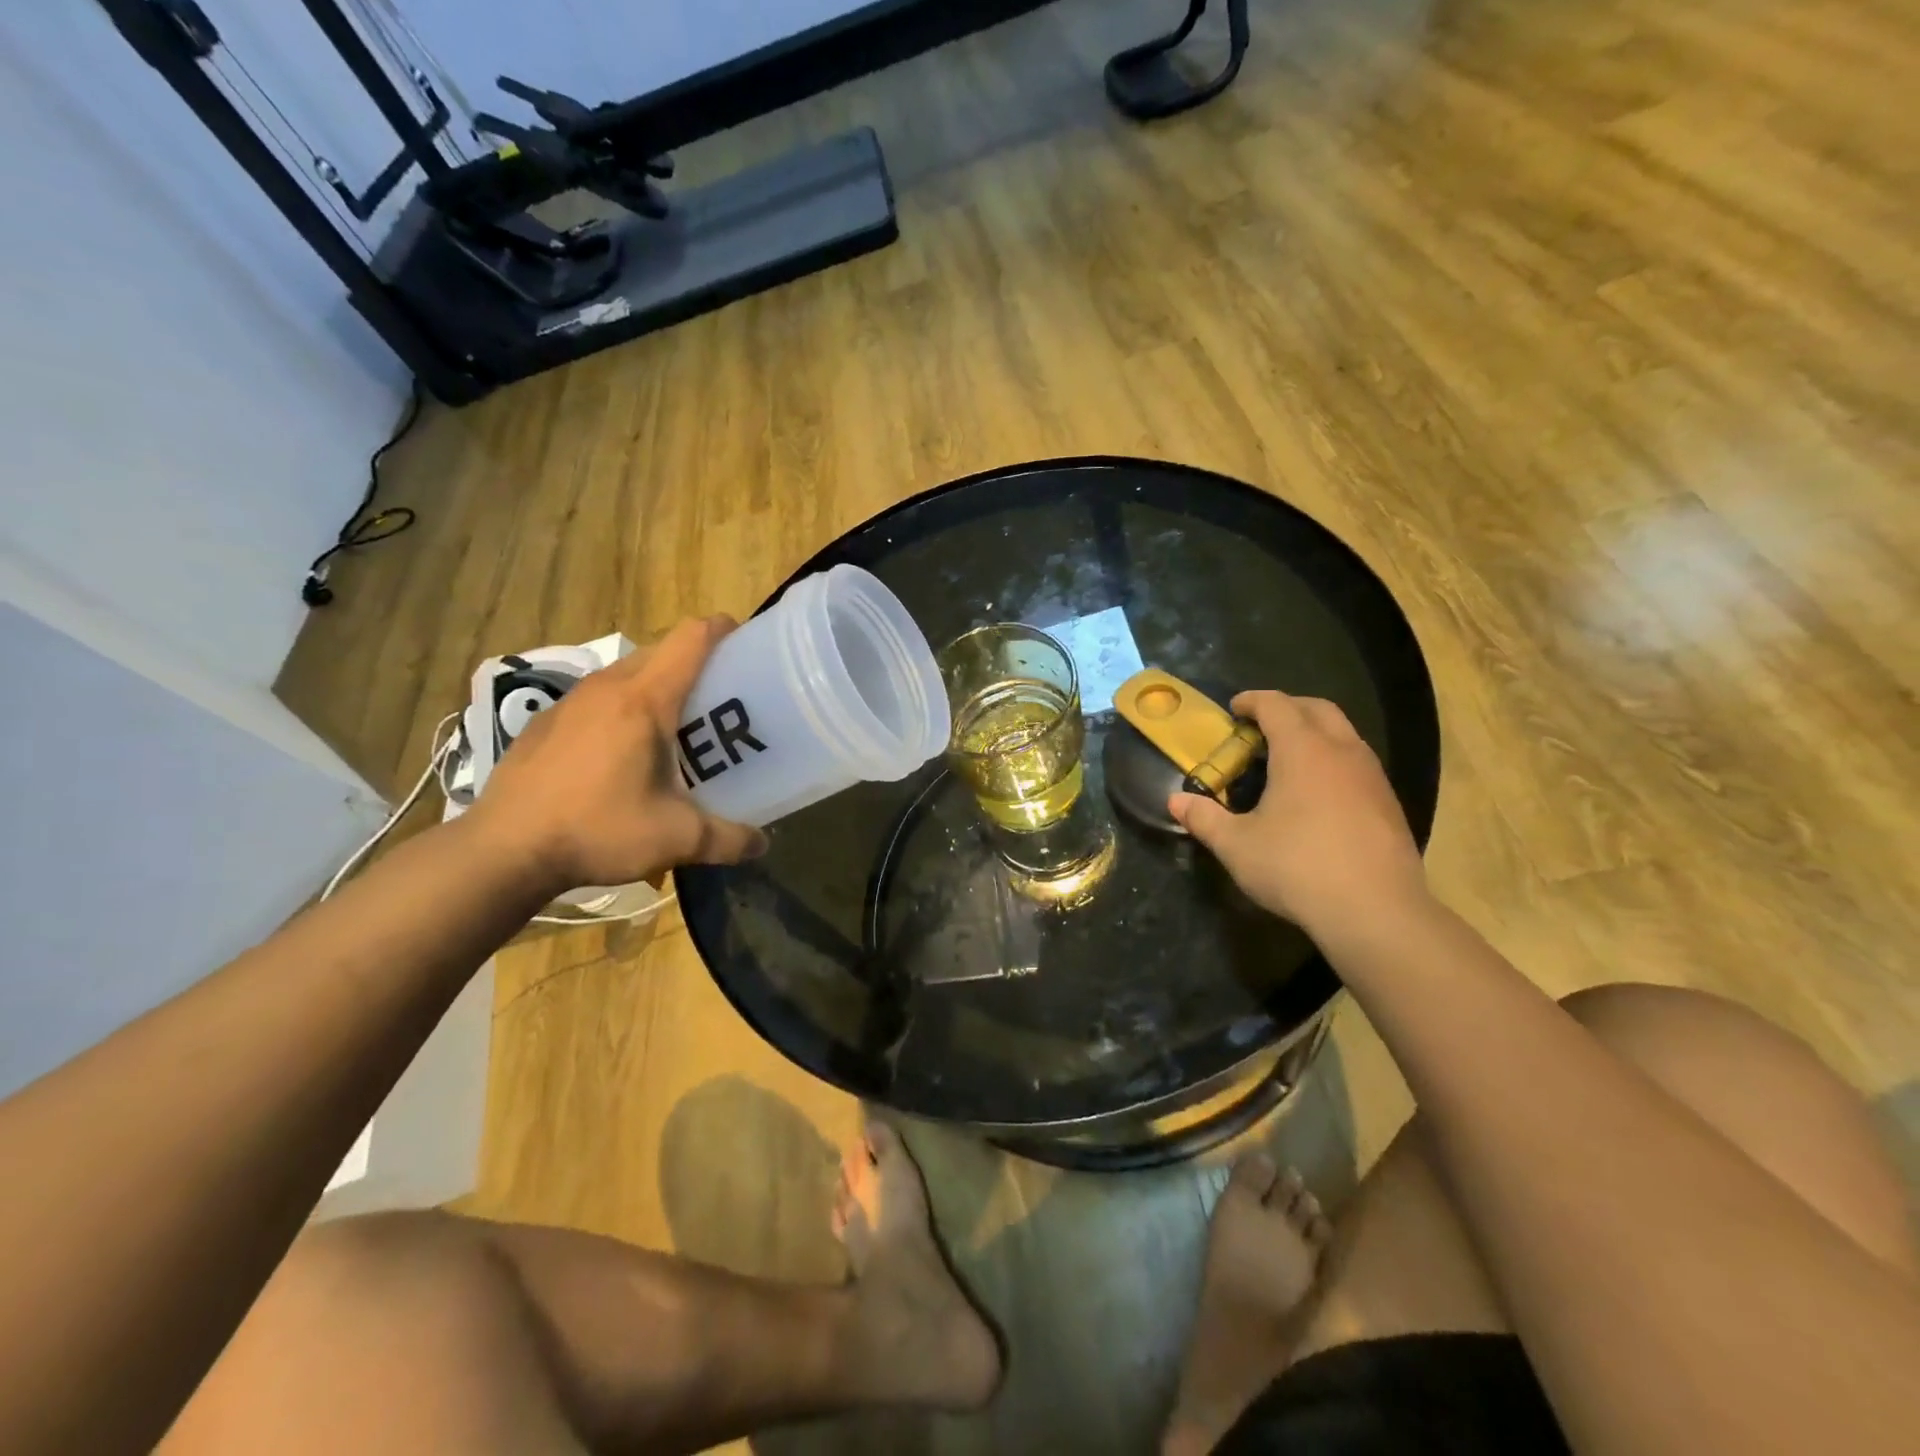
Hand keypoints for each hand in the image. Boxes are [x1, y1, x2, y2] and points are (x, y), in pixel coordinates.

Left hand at [465, 616, 766, 893]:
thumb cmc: (597, 830)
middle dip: (696, 664)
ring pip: (627, 673)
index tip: (747, 645)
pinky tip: (623, 753)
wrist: (502, 851)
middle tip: (722, 701)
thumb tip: (762, 845)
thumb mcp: (676, 839)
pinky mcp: (546, 722)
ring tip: (677, 728)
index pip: (691, 638)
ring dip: (657, 687)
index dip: (723, 631)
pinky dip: (622, 708)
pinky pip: (598, 697)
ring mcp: (570, 702)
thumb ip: (729, 839)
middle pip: (662, 651)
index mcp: (644, 700)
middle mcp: (607, 687)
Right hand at [1169, 691, 1426, 934]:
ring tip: (1288, 757)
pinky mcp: (1390, 803)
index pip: (1276, 705)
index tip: (1234, 709)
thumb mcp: (1237, 846)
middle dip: (1287, 707)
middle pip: (1316, 708)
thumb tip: (1175, 801)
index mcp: (1302, 750)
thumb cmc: (1298, 867)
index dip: (1252, 701)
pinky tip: (1319, 793)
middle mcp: (1341, 751)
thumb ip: (1204, 818)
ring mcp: (1372, 776)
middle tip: (1261, 725)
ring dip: (1315, 732)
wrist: (1376, 911)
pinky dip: (1334, 759)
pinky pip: (1358, 762)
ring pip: (1344, 733)